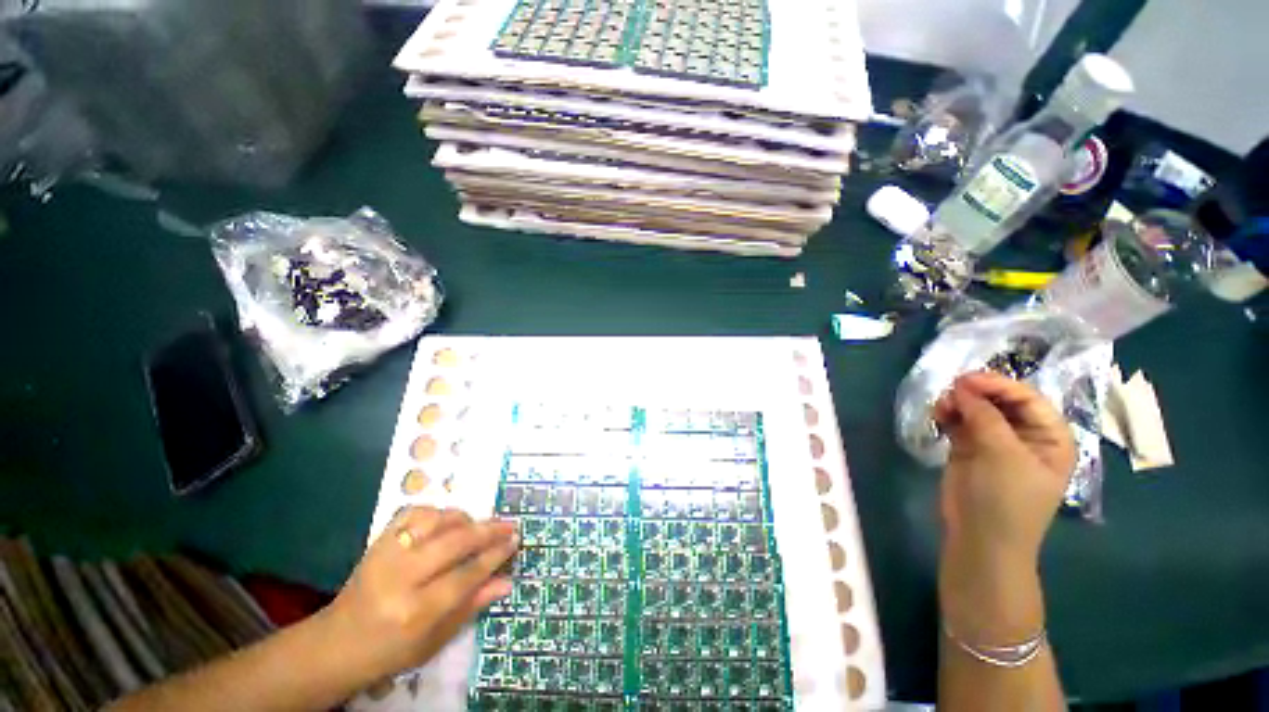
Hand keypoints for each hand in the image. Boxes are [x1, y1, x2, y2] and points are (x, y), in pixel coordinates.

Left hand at [318, 507, 518, 683]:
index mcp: (415, 612)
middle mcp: (400, 578)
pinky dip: (436, 512)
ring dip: (463, 518)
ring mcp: (386, 555)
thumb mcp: (433, 641)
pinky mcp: (378, 541)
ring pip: (435, 520)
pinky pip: (413, 513)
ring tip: (477, 525)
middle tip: (508, 525)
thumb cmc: (389, 651)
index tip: (514, 540)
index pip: (466, 575)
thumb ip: (471, 606)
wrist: (336, 644)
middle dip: (488, 530)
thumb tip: (506, 581)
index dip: (494, 555)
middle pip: (455, 542)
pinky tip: (446, 521)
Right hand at [933, 372, 1074, 639]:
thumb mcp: (1003, 455)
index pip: (1028, 399)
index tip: (966, 379)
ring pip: (977, 410)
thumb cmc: (1006, 499)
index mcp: (1049, 438)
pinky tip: (938, 415)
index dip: (999, 385)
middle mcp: (1024, 436)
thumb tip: (963, 387)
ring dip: (959, 403)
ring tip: (941, 407)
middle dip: (976, 393)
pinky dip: (949, 415)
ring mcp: (995, 443)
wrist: (980, 539)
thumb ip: (985, 417)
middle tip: (950, 390)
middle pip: (1001, 402)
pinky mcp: (969, 449)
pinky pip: (960, 422)